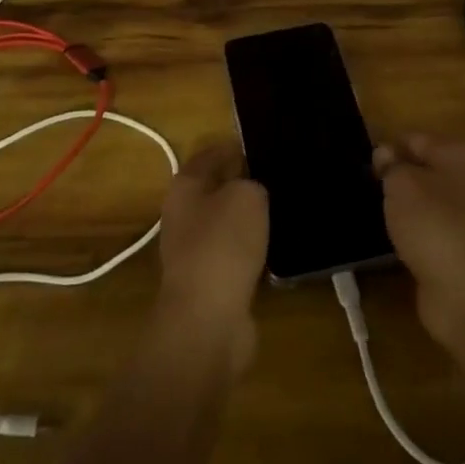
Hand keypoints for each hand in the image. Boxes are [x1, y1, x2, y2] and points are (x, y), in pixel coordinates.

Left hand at [156, 141, 268, 372]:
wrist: (208, 318)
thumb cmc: (223, 244)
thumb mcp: (247, 196)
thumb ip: (252, 183)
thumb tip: (252, 191)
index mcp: (184, 187)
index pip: (210, 155)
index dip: (234, 147)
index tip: (262, 144)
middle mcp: (182, 215)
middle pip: (216, 190)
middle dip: (243, 184)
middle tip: (278, 178)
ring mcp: (193, 251)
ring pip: (226, 224)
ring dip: (249, 220)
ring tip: (282, 211)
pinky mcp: (209, 282)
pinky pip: (234, 255)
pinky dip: (252, 251)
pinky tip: (275, 248)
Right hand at [374, 135, 464, 352]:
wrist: (464, 292)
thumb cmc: (432, 224)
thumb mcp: (401, 184)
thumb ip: (390, 165)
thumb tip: (385, 153)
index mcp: (457, 155)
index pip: (414, 138)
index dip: (387, 147)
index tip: (360, 161)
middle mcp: (464, 181)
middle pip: (420, 169)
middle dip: (392, 176)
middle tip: (362, 184)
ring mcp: (461, 216)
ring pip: (421, 201)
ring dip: (399, 206)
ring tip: (370, 209)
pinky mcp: (453, 247)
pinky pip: (423, 229)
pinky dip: (406, 232)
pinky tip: (387, 237)